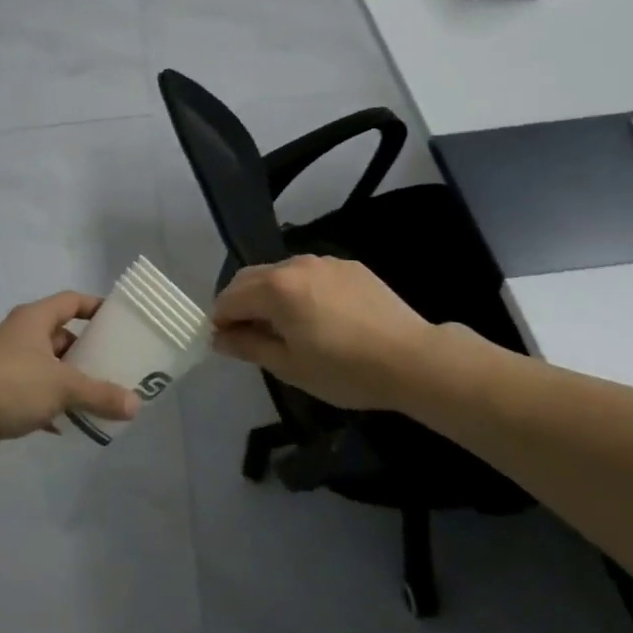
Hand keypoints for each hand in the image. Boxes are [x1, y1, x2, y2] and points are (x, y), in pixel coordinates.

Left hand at [0, 292, 141, 467]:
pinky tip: (66, 425)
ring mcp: (6, 364)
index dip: (95, 306)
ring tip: (97, 398)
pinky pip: (33, 394)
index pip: (71, 301)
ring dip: (69, 382)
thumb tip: (137, 405)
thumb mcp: (63, 387)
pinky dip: (50, 406)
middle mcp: (20, 335)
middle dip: (86, 351)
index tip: (119, 320)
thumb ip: (100, 394)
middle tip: (114, 366)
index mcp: (34, 319)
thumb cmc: (12, 385)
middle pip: (61, 335)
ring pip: (47, 367)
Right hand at [212, 256, 475, 411]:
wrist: (413, 359)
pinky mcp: (350, 266)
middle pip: (251, 278)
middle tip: (249, 337)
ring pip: (282, 273)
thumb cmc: (345, 370)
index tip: (226, 344)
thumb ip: (249, 346)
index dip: (220, 320)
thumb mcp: (290, 366)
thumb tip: (219, 337)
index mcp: (276, 287)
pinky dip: (300, 290)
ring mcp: (325, 262)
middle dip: (241, 303)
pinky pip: (311, 274)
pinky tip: (319, 317)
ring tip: (285, 327)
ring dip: (271, 295)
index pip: (229, 297)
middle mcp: (295, 264)